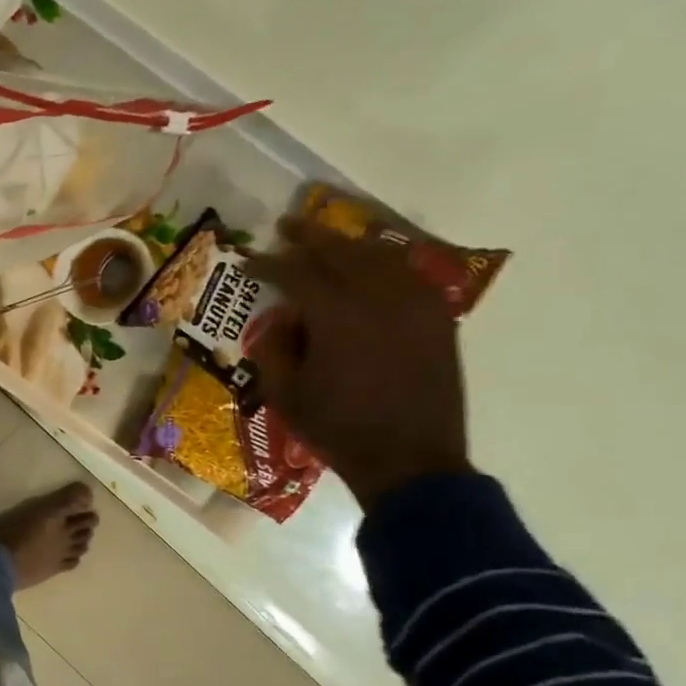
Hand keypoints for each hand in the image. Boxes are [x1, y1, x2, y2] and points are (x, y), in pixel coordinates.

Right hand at [246, 217, 471, 512]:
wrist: (410, 459)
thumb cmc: (338, 429)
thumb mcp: (285, 394)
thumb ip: (275, 347)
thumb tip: (283, 317)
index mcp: (337, 317)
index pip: (297, 273)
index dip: (268, 263)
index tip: (248, 258)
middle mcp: (379, 298)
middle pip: (342, 250)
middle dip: (309, 236)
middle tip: (286, 225)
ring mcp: (415, 305)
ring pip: (380, 255)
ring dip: (349, 243)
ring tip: (327, 240)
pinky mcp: (437, 318)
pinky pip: (409, 274)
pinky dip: (384, 263)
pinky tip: (370, 265)